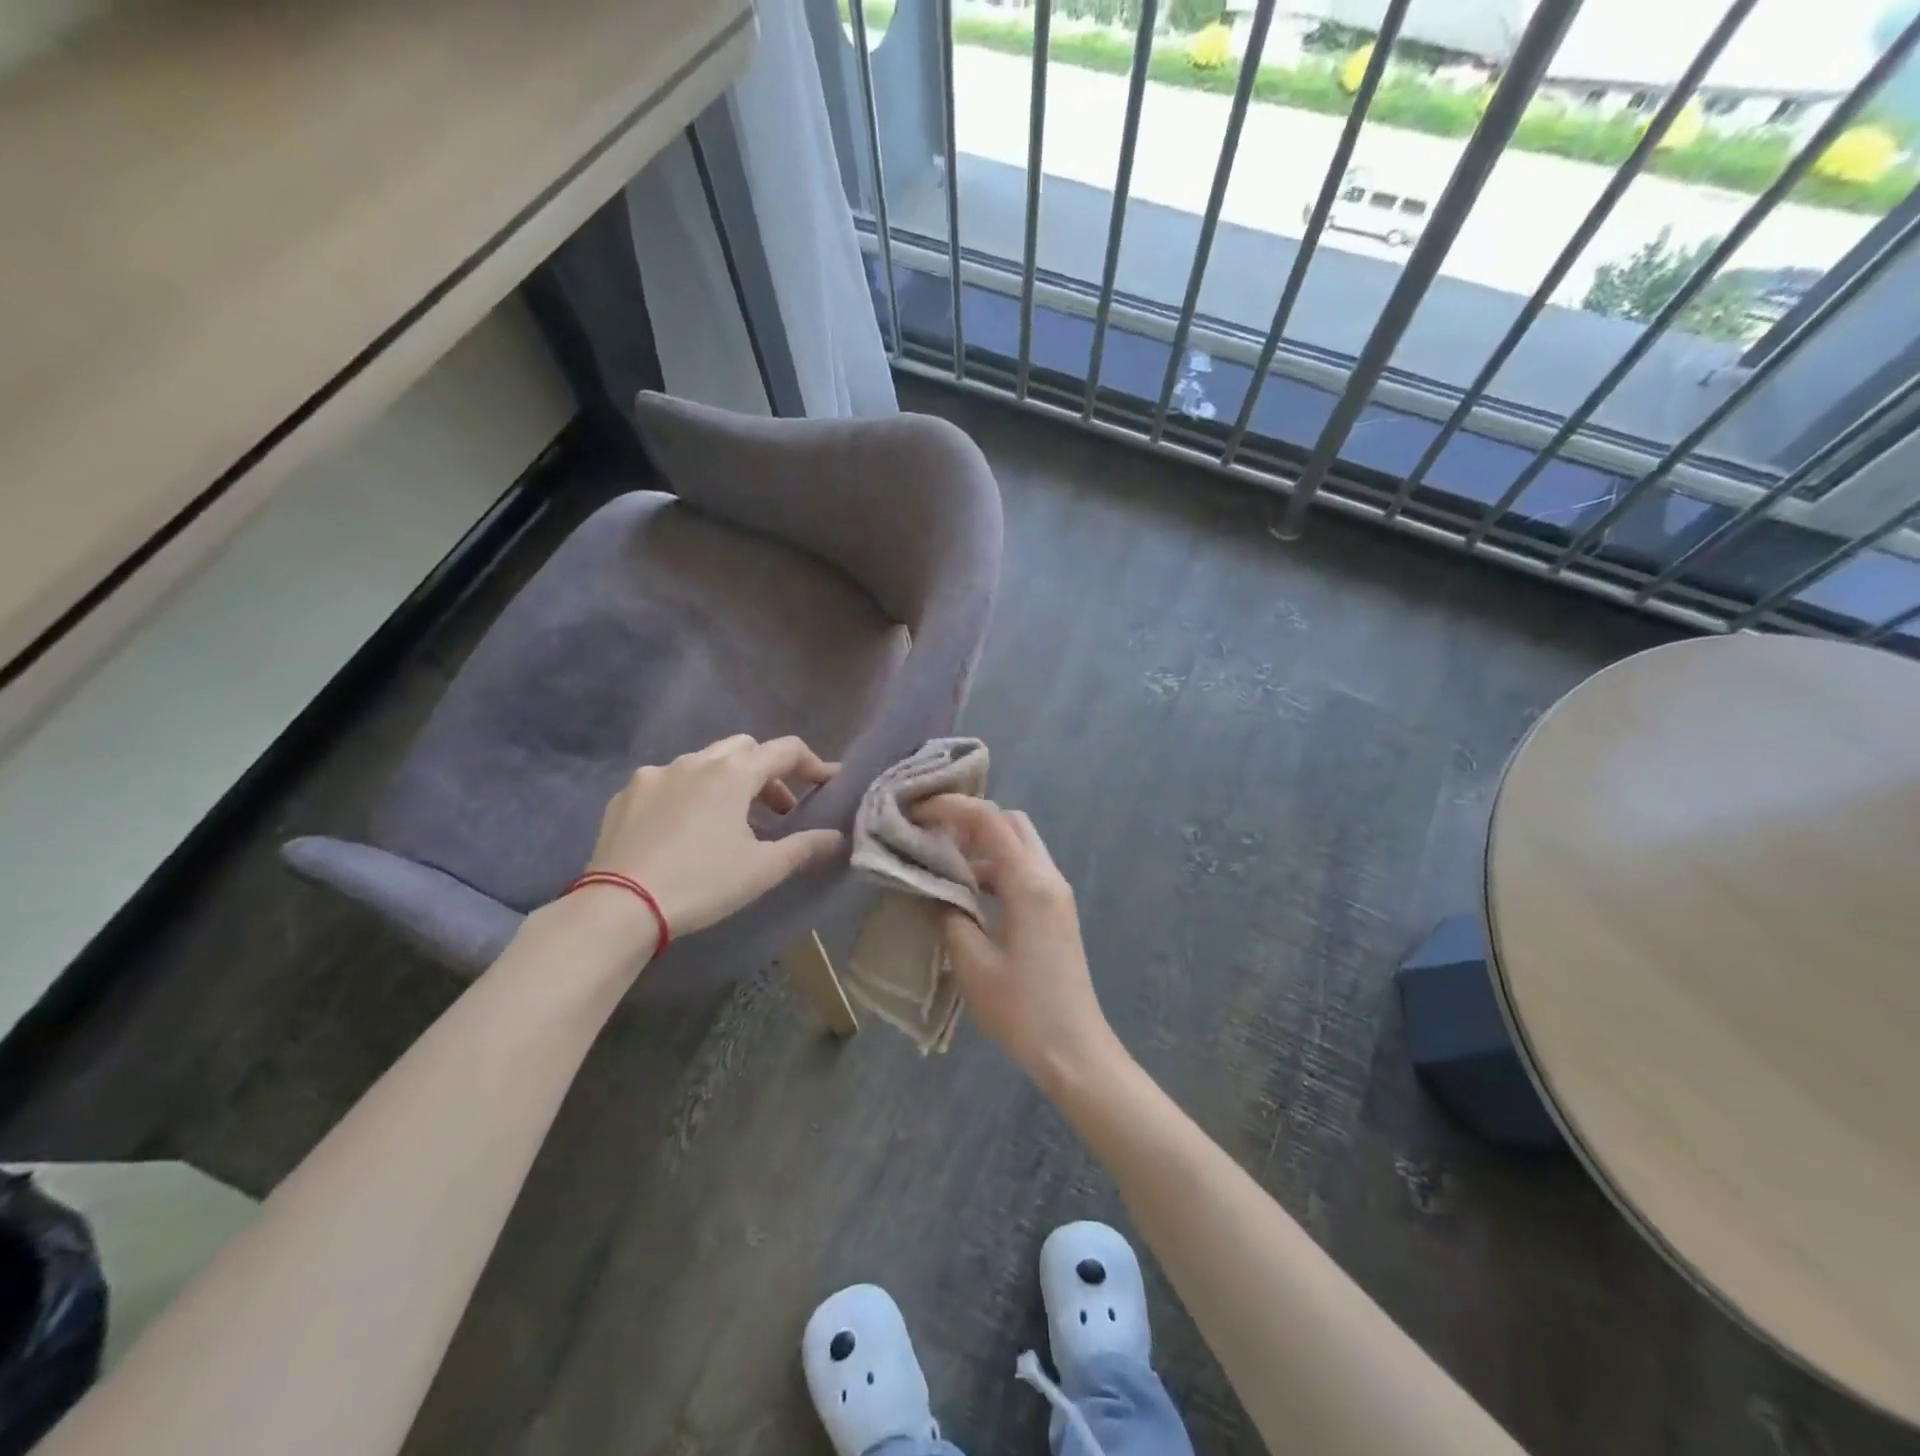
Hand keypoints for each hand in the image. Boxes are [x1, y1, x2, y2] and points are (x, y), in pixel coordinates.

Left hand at [582, 735, 843, 944]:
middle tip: (777, 810)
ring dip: (727, 781)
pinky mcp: (625, 796)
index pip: (785, 750)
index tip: (827, 783)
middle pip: (744, 748)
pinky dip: (687, 794)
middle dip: (767, 772)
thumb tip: (837, 838)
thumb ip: (805, 847)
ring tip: (729, 822)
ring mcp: (655, 775)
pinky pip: (667, 783)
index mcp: (733, 774)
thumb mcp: (762, 869)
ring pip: (703, 762)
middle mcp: (695, 762)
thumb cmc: (702, 882)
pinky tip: (682, 830)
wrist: (619, 906)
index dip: (812, 763)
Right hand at [913, 796, 1122, 1091]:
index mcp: (1029, 883)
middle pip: (1011, 823)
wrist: (1074, 1048)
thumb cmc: (1021, 1008)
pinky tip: (968, 893)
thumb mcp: (972, 963)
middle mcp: (1048, 877)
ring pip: (1019, 847)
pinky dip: (996, 869)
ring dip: (983, 847)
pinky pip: (1024, 872)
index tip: (917, 812)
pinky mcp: (1056, 912)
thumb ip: (949, 916)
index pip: (990, 821)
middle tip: (933, 834)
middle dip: (971, 820)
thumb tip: (935, 892)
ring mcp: (1056, 894)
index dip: (952, 808)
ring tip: (942, 862)